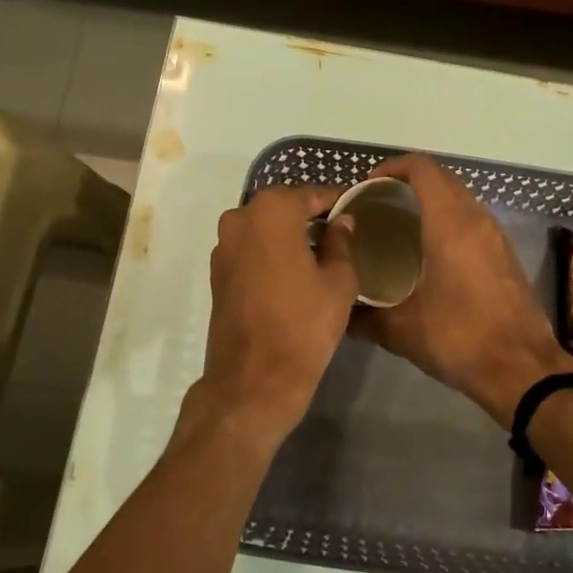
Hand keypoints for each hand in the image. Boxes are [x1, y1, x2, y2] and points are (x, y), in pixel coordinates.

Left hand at [190, 185, 359, 450]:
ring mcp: (223, 247)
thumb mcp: (339, 281)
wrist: (255, 378)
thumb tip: (342, 222)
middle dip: (310, 216)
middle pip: (283, 208)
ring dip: (289, 235)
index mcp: (271, 211)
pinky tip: (294, 273)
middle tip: (341, 232)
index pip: (311, 194)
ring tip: (321, 254)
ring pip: (264, 229)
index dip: (336, 201)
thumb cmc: (304, 323)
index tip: (356, 208)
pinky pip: (251, 250)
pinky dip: (271, 254)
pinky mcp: (217, 274)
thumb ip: (342, 242)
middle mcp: (240, 219)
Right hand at [355, 155, 572, 429]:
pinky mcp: (506, 256)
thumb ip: (365, 317)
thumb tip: (342, 313)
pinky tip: (429, 254)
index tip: (368, 187)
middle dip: (408, 184)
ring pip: (460, 200)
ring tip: (400, 228)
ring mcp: (496, 237)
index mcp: (450, 224)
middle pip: (442, 179)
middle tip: (378, 207)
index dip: (393, 168)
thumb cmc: (459, 339)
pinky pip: (473, 222)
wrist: (522, 370)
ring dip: (432, 202)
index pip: (422, 169)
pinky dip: (449, 222)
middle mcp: (476, 220)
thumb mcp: (401, 330)